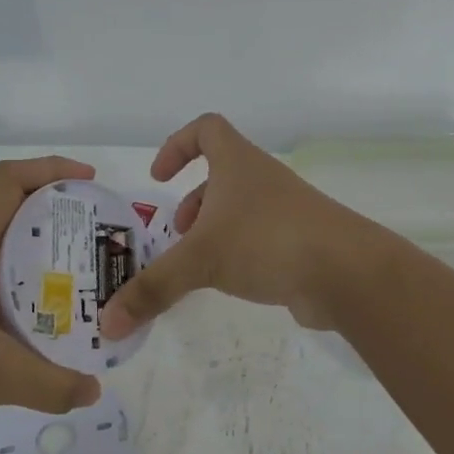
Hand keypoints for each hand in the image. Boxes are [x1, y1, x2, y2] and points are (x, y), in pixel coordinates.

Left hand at [0, 157, 104, 453]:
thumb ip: (50, 384)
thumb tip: (94, 390)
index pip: (7, 181)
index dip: (50, 169)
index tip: (90, 183)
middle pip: (10, 211)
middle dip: (57, 215)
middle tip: (97, 238)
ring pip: (1, 251)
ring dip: (39, 255)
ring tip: (80, 279)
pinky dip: (21, 291)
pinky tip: (39, 324)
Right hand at [101, 114, 379, 337]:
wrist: (346, 272)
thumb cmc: (267, 241)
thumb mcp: (200, 261)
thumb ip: (152, 289)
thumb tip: (106, 324)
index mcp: (238, 164)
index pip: (206, 129)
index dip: (178, 144)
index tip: (159, 176)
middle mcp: (262, 180)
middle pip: (221, 173)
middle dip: (192, 200)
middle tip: (176, 233)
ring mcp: (285, 211)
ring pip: (240, 209)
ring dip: (213, 229)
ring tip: (195, 263)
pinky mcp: (299, 242)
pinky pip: (258, 238)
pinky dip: (237, 253)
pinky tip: (226, 282)